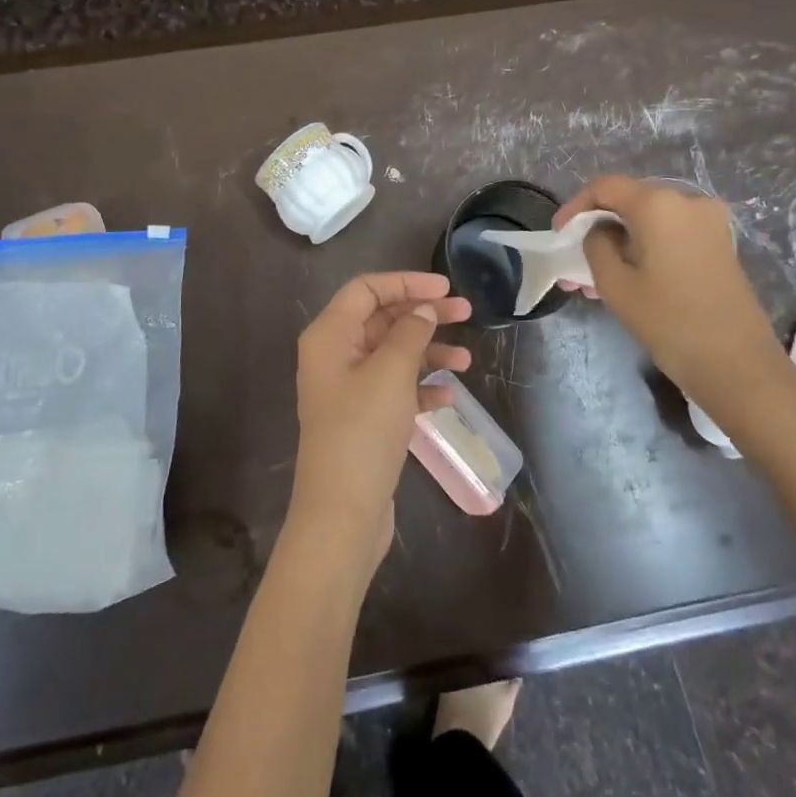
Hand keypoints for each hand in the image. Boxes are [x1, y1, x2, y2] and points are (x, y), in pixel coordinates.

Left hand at [290, 273, 471, 561]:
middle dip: (423, 315)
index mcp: (329, 335)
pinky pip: (395, 388)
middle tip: (466, 313)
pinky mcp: (363, 419)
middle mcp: (334, 356)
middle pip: (382, 319)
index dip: (406, 282)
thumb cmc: (363, 431)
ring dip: (428, 352)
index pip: (366, 289)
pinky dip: (420, 386)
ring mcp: (348, 389)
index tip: (445, 288)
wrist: (342, 514)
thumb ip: (410, 332)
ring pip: (392, 355)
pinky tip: (448, 395)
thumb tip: (422, 310)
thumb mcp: (391, 372)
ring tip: (466, 361)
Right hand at [554, 177, 795, 431]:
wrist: (738, 364)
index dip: (575, 207)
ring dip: (619, 243)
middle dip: (597, 229)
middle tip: (574, 262)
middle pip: (629, 202)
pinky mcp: (719, 243)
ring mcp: (709, 222)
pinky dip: (645, 249)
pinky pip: (671, 234)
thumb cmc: (669, 321)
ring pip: (650, 222)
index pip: (605, 187)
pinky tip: (627, 280)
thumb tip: (600, 231)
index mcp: (658, 203)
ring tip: (594, 282)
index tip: (559, 235)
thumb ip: (596, 244)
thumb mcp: (614, 284)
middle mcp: (687, 201)